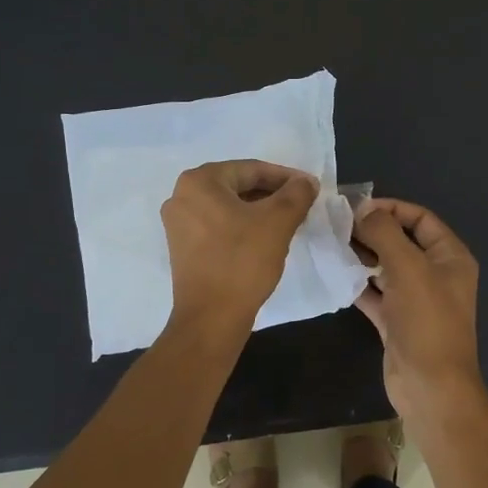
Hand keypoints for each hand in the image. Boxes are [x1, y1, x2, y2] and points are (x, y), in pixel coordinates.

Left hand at [161, 160, 317, 333]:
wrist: (211, 318)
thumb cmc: (242, 262)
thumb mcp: (278, 222)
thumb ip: (296, 194)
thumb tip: (306, 182)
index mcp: (199, 181)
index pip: (251, 169)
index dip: (285, 177)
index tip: (310, 187)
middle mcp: (181, 195)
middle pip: (238, 186)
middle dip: (271, 194)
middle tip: (301, 205)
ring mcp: (178, 223)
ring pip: (228, 207)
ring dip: (259, 211)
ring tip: (288, 222)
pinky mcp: (182, 247)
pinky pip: (218, 225)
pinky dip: (242, 226)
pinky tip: (264, 239)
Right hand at [351, 198, 483, 417]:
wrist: (430, 387)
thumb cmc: (426, 321)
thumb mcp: (407, 267)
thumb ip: (385, 232)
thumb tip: (364, 210)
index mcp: (450, 257)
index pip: (421, 218)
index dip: (391, 208)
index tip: (357, 208)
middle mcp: (436, 274)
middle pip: (401, 241)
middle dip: (372, 231)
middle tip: (336, 225)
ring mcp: (416, 300)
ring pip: (386, 267)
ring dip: (362, 256)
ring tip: (331, 245)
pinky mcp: (397, 321)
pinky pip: (375, 293)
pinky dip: (358, 284)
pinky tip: (335, 274)